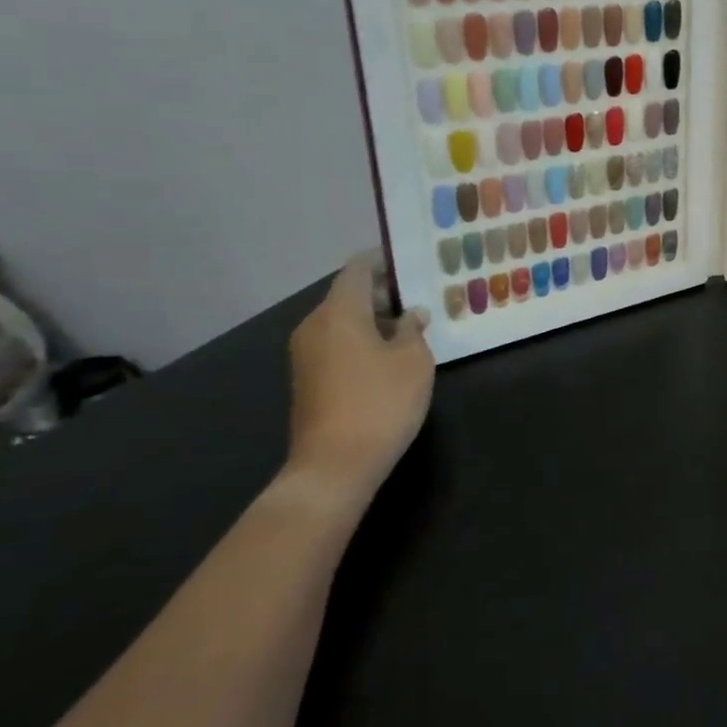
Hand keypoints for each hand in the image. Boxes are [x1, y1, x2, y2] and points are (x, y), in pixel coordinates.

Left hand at [285, 252, 435, 504]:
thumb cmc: (380, 402)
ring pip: (343, 321)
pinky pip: (336, 344)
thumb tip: (410, 315)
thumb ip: (412, 329)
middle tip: (420, 296)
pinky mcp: (308, 380)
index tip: (411, 261)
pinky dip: (361, 340)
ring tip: (411, 326)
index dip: (384, 260)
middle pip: (348, 294)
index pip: (358, 269)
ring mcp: (306, 355)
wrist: (334, 466)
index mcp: (339, 311)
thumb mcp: (413, 360)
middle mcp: (315, 325)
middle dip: (383, 292)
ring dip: (374, 319)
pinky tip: (390, 356)